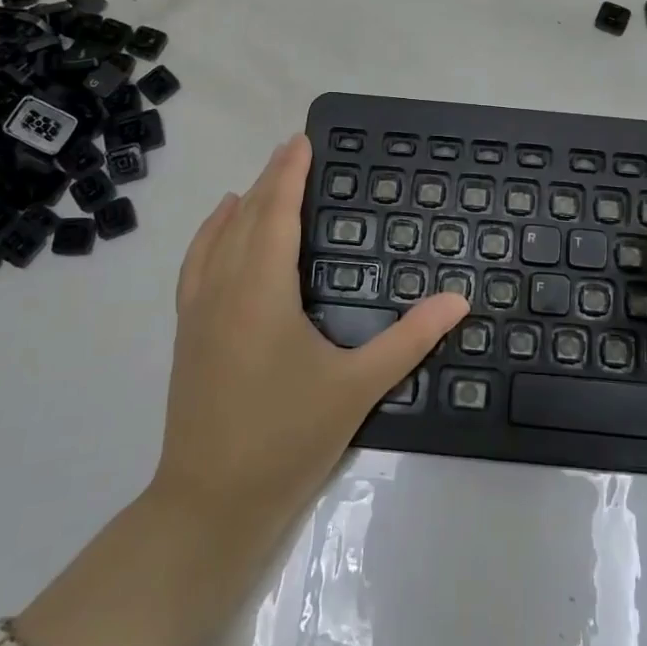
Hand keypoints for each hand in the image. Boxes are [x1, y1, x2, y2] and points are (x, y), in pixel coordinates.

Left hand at [151, 133, 467, 549]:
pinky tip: (219, 235)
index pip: (275, 213)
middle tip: (294, 151)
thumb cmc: (286, 439)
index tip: (302, 140)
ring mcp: (197, 313)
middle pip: (243, 217)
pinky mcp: (187, 334)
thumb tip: (459, 300)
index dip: (288, 173)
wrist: (209, 505)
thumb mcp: (357, 387)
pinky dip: (210, 236)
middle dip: (268, 180)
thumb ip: (410, 339)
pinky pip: (196, 265)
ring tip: (261, 183)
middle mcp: (223, 290)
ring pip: (215, 239)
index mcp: (261, 292)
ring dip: (239, 206)